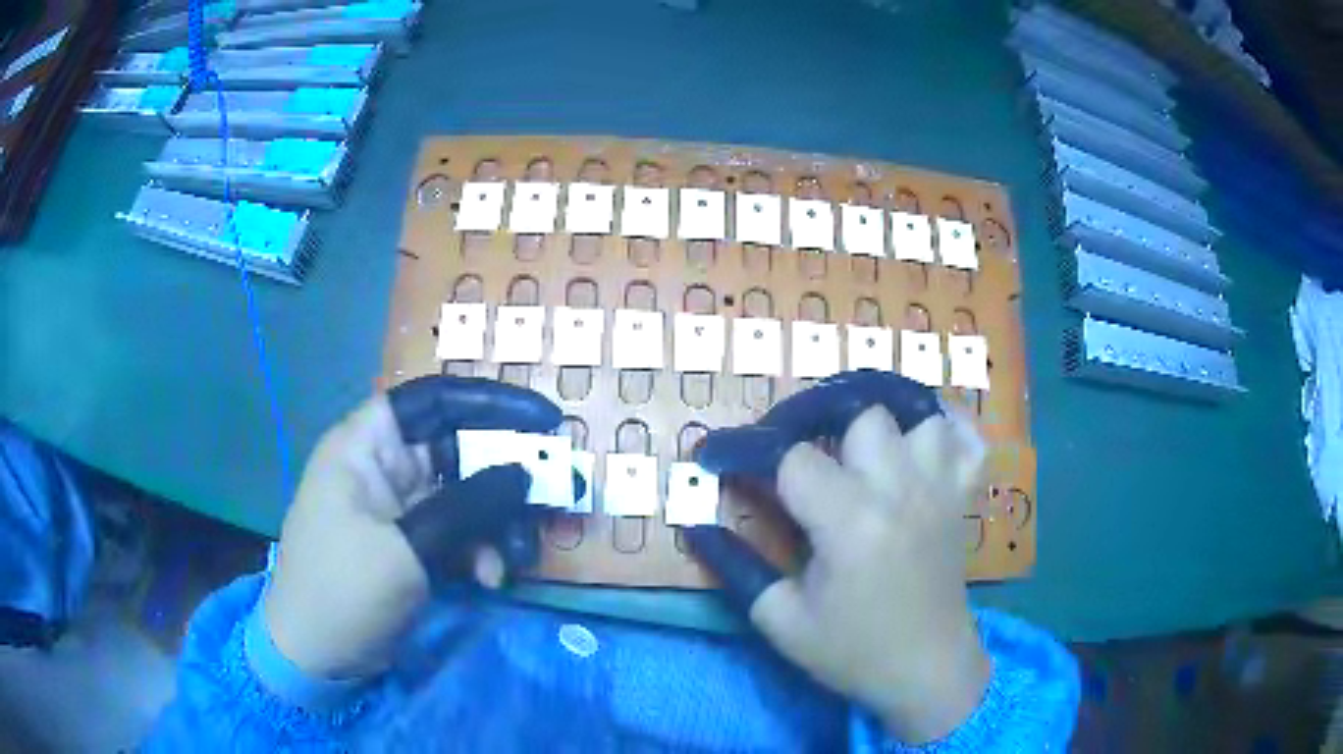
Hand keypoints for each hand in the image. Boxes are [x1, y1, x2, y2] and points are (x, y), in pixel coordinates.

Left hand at [263, 376, 562, 679]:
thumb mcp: (406, 548)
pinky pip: (460, 532)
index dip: (489, 401)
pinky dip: (482, 551)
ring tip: (514, 561)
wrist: (315, 658)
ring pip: (467, 495)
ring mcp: (399, 509)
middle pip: (458, 449)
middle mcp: (384, 468)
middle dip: (505, 476)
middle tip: (552, 496)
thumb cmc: (342, 589)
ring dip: (498, 524)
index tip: (545, 420)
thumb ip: (468, 506)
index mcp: (366, 446)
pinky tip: (490, 579)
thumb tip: (526, 471)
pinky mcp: (413, 545)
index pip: (433, 400)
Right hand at [685, 371, 990, 743]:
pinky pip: (967, 437)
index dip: (747, 449)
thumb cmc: (852, 651)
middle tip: (791, 452)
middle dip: (815, 422)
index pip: (791, 456)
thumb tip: (698, 526)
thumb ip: (737, 568)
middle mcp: (900, 490)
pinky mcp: (962, 497)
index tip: (718, 457)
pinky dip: (945, 427)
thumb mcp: (781, 620)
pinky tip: (918, 443)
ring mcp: (939, 488)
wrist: (926, 671)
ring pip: (915, 412)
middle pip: (859, 414)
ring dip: (881, 421)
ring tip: (855, 446)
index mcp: (850, 523)